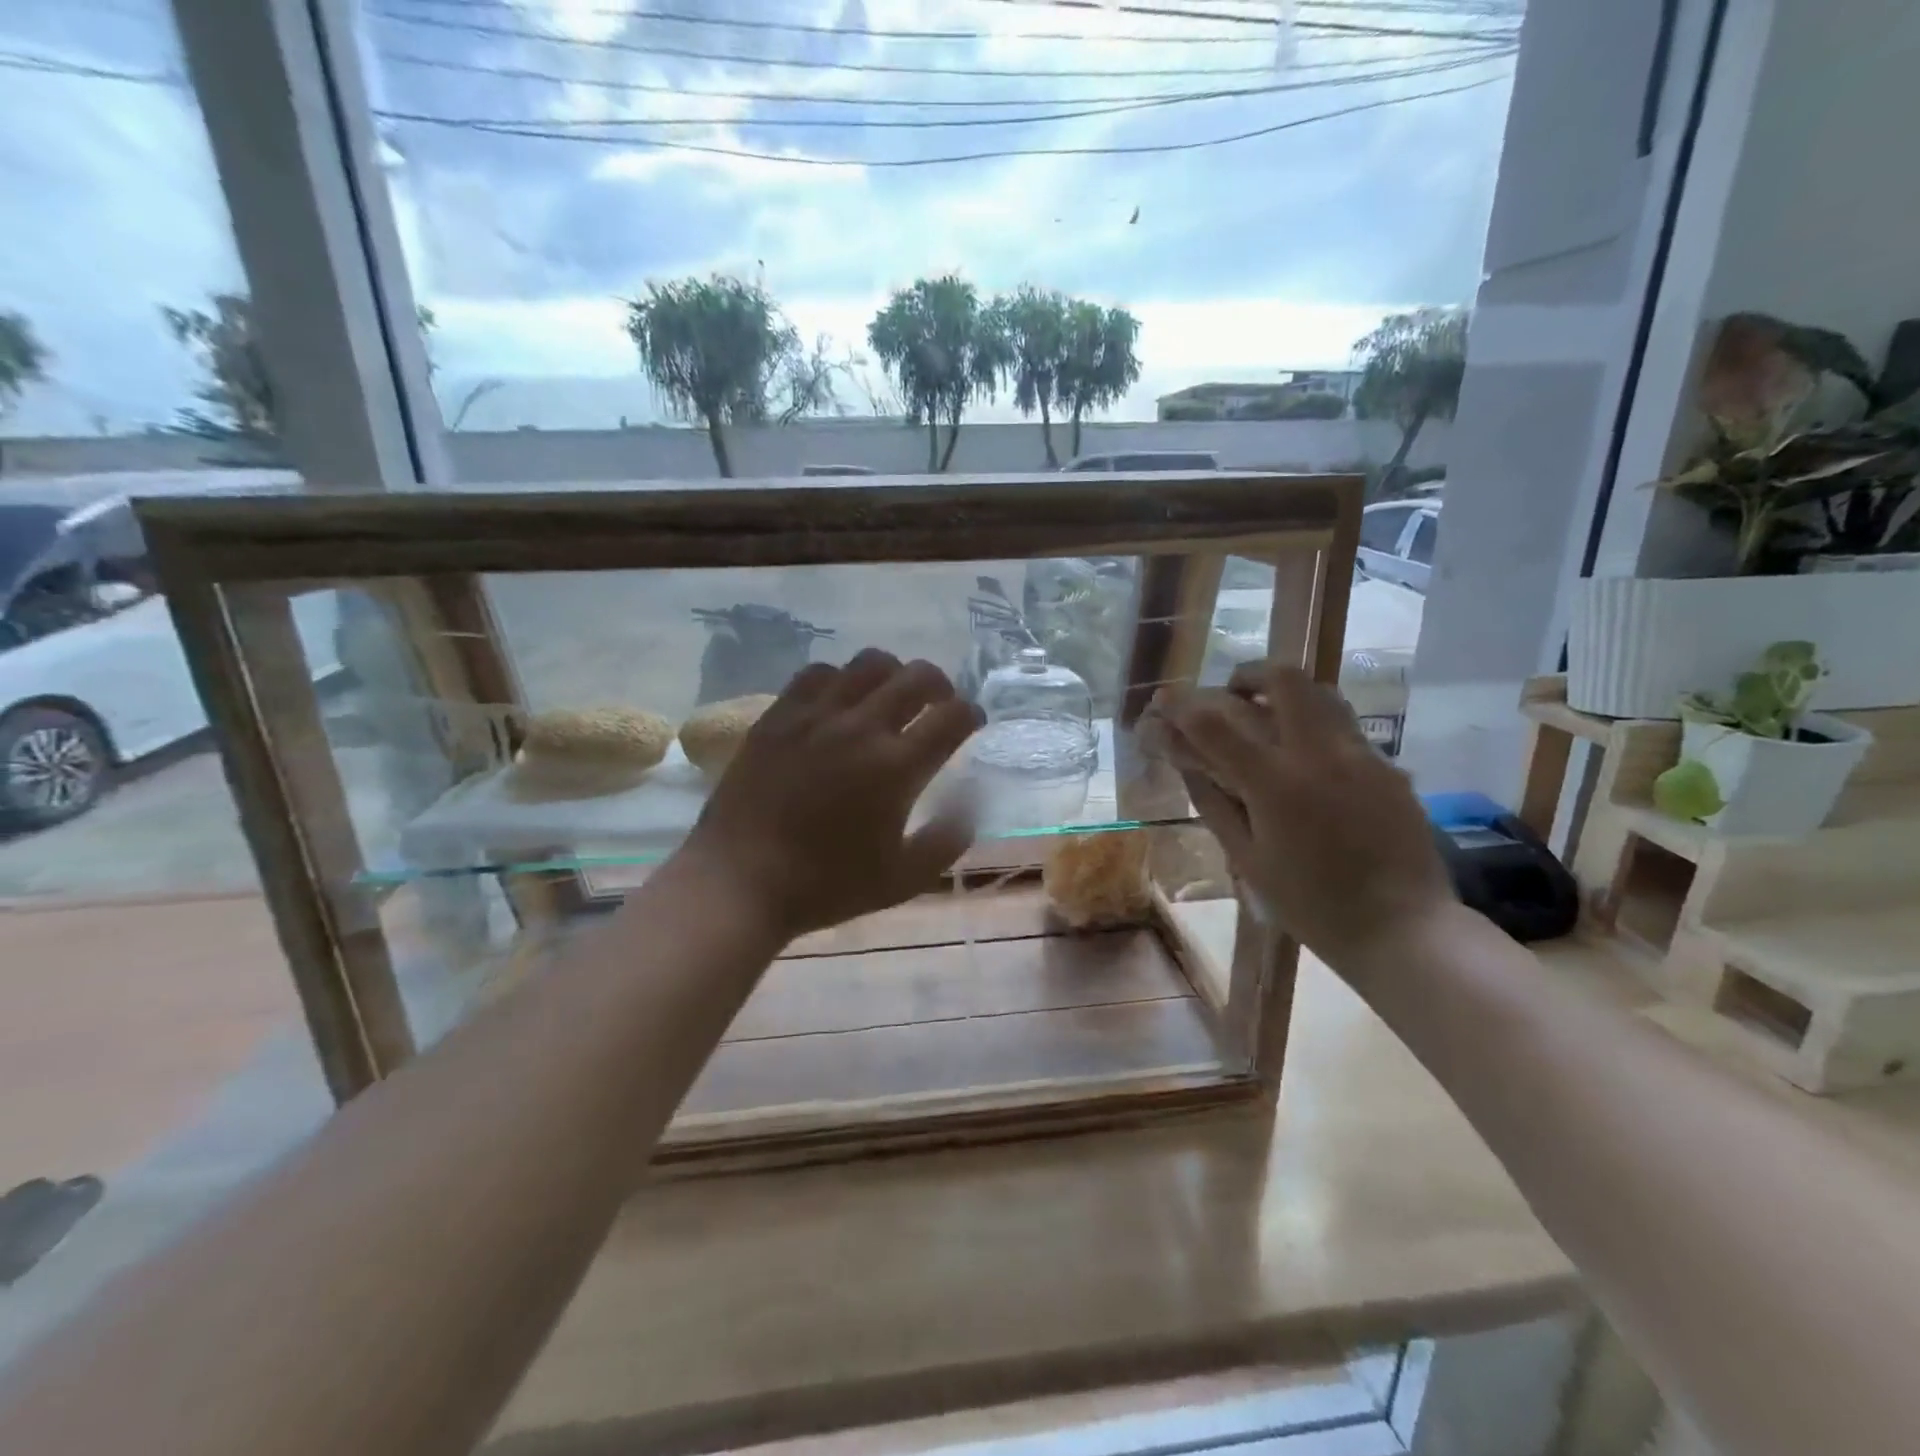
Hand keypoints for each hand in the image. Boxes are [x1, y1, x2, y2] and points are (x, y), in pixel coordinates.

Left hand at [677, 649, 982, 941]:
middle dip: (940, 685)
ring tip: (889, 697)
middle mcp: (861, 728)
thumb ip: (946, 841)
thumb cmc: (825, 885)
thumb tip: (970, 805)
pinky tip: (839, 702)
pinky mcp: (779, 715)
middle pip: (916, 677)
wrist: (739, 881)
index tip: (970, 723)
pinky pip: (818, 673)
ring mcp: (815, 715)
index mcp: (897, 767)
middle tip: (938, 705)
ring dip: (893, 675)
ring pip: (868, 664)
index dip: (971, 714)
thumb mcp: (902, 879)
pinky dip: (841, 679)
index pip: (952, 717)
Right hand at [1148, 660, 1453, 971]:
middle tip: (1228, 697)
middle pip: (1281, 679)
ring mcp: (1361, 754)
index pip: (1215, 724)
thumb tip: (1185, 763)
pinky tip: (1305, 760)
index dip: (1182, 708)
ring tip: (1266, 716)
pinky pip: (1344, 725)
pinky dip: (1313, 724)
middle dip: (1245, 676)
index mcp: (1275, 783)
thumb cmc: (1312, 905)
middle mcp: (1319, 754)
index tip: (1164, 702)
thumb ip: (1214, 803)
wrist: (1403, 929)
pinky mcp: (1388, 767)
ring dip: (1284, 692)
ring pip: (1321, 692)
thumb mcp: (1248, 860)